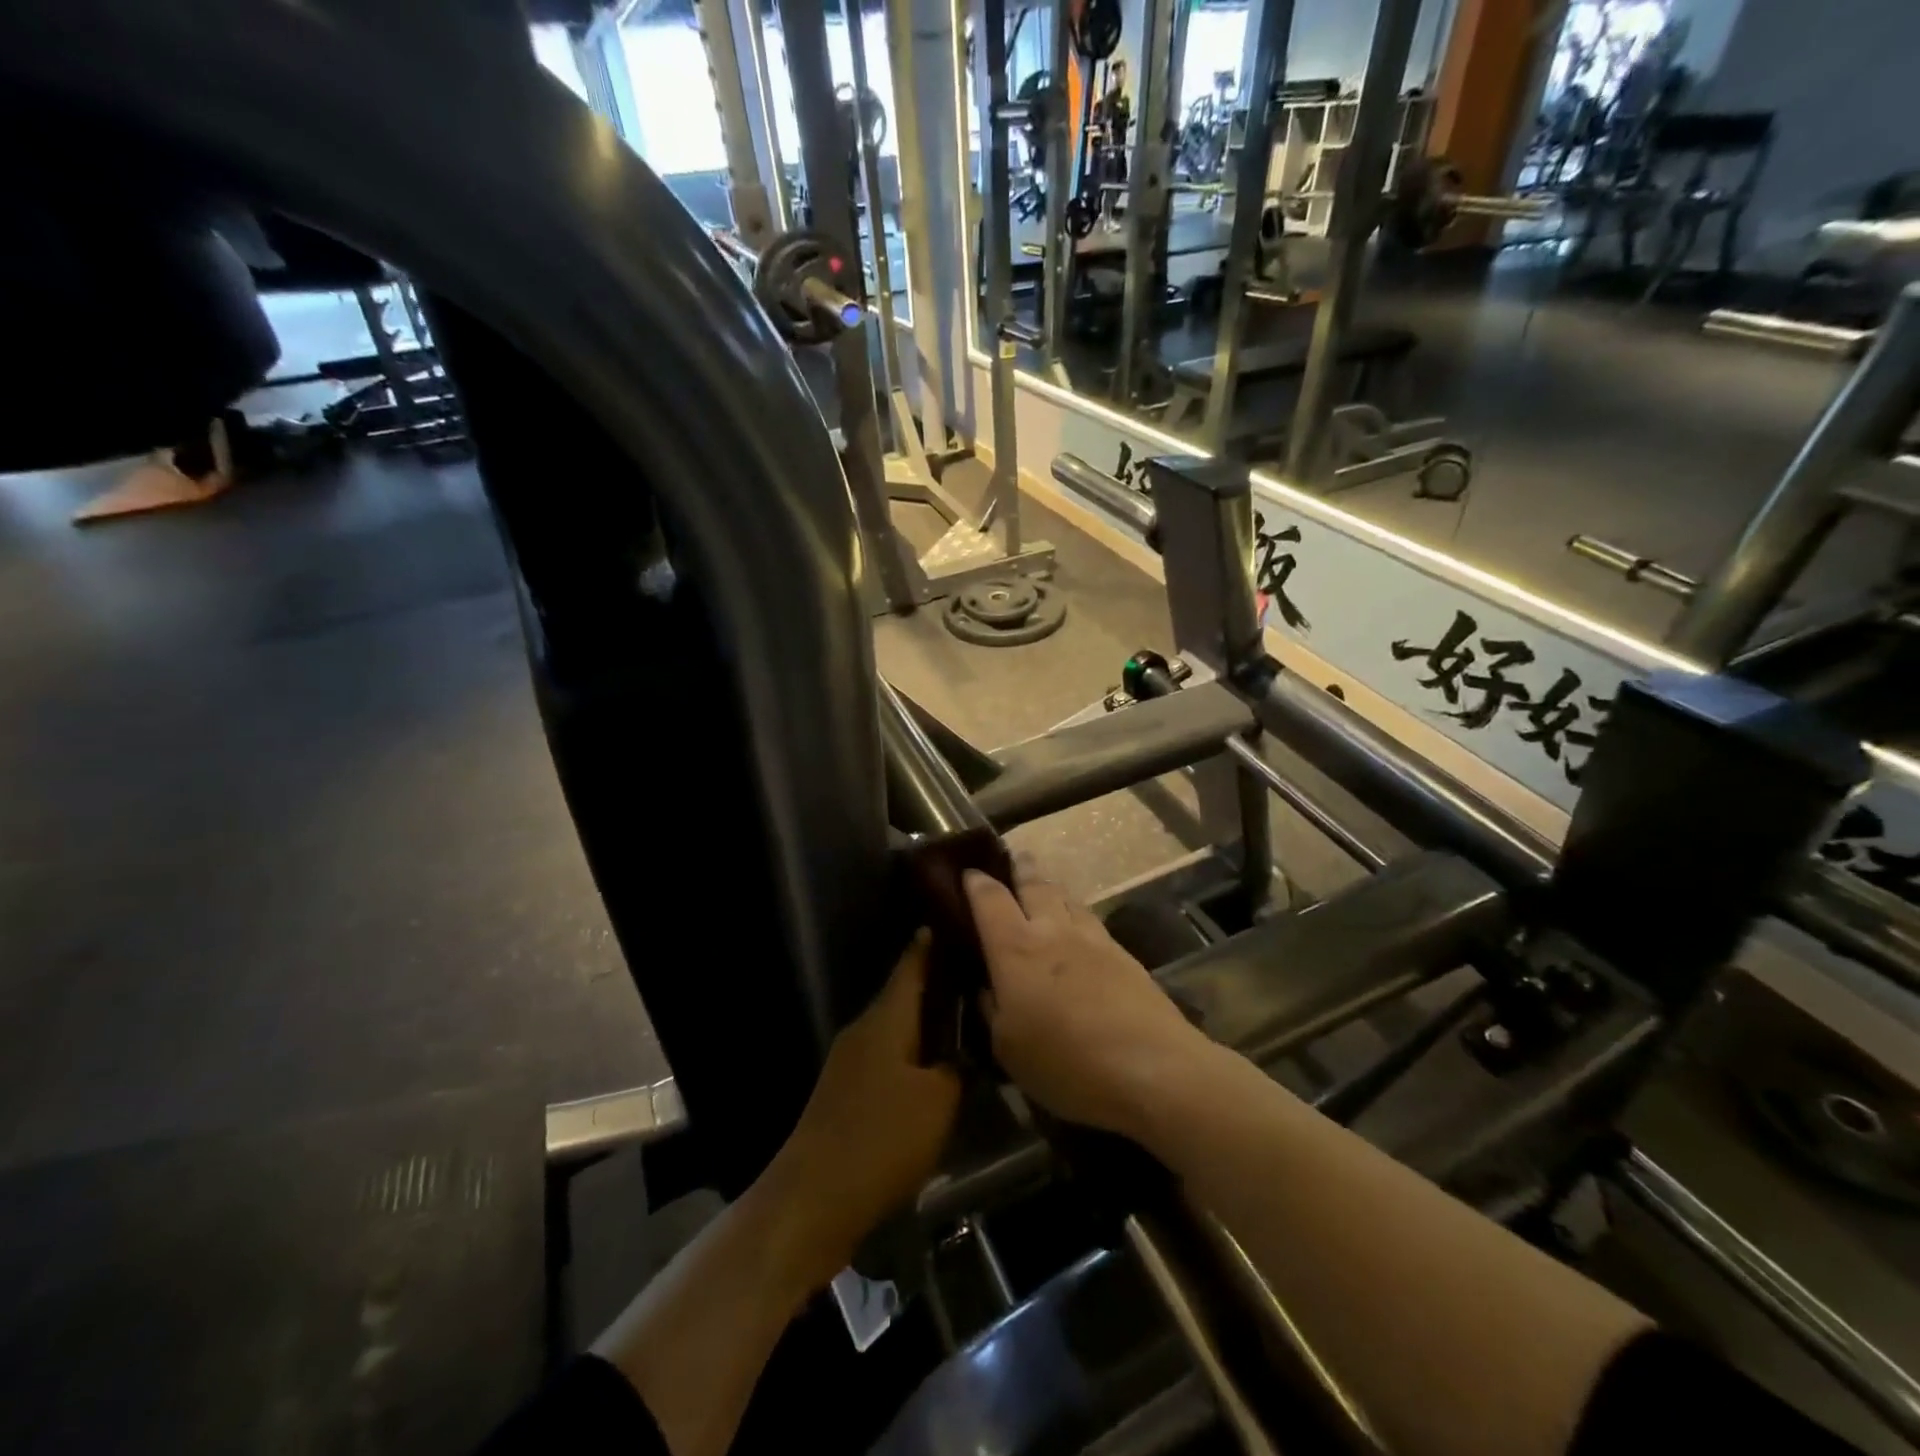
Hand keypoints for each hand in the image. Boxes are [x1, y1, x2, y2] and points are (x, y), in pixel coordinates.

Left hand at [757, 932, 960, 1290]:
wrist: (813, 1198)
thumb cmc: (881, 1138)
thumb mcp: (938, 1101)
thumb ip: (958, 1068)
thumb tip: (966, 1051)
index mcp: (886, 1018)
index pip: (911, 965)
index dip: (930, 943)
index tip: (953, 921)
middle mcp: (864, 1029)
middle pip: (903, 995)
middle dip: (936, 984)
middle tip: (975, 976)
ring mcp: (850, 1061)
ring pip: (895, 1028)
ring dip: (925, 1021)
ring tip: (963, 1019)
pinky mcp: (846, 1092)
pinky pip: (886, 1056)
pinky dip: (911, 1052)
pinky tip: (934, 1068)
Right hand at [964, 870, 1209, 1141]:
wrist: (1151, 1067)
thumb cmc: (1066, 1062)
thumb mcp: (1008, 1048)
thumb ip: (992, 1009)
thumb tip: (987, 986)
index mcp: (1015, 948)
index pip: (990, 899)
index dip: (975, 883)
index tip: (967, 872)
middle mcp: (1052, 931)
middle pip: (1034, 885)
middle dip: (1020, 868)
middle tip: (1013, 858)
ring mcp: (1092, 938)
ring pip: (1066, 897)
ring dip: (1050, 887)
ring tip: (1044, 886)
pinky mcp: (1123, 954)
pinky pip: (1090, 919)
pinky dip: (1076, 912)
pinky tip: (1078, 925)